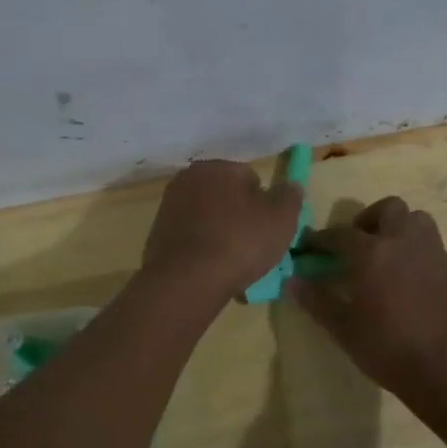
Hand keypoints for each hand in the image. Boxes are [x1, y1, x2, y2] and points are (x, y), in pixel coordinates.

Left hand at [141, 160, 303, 302]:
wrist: (186, 281)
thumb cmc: (240, 242)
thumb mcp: (282, 218)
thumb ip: (290, 196)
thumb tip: (290, 186)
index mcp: (219, 166)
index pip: (251, 178)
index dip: (264, 204)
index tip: (268, 229)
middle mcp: (189, 178)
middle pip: (226, 196)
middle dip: (239, 216)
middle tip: (253, 246)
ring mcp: (169, 206)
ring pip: (207, 218)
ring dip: (220, 233)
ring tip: (232, 264)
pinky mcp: (156, 234)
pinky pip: (190, 238)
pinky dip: (201, 249)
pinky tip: (211, 271)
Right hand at [288, 196, 446, 397]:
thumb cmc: (389, 349)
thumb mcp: (344, 330)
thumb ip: (317, 301)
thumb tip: (293, 281)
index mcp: (374, 253)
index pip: (340, 234)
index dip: (322, 238)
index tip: (310, 245)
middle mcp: (407, 243)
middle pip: (391, 209)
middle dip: (372, 219)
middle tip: (362, 243)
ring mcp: (439, 256)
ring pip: (421, 223)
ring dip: (403, 232)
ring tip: (393, 259)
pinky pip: (439, 256)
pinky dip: (424, 262)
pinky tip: (420, 290)